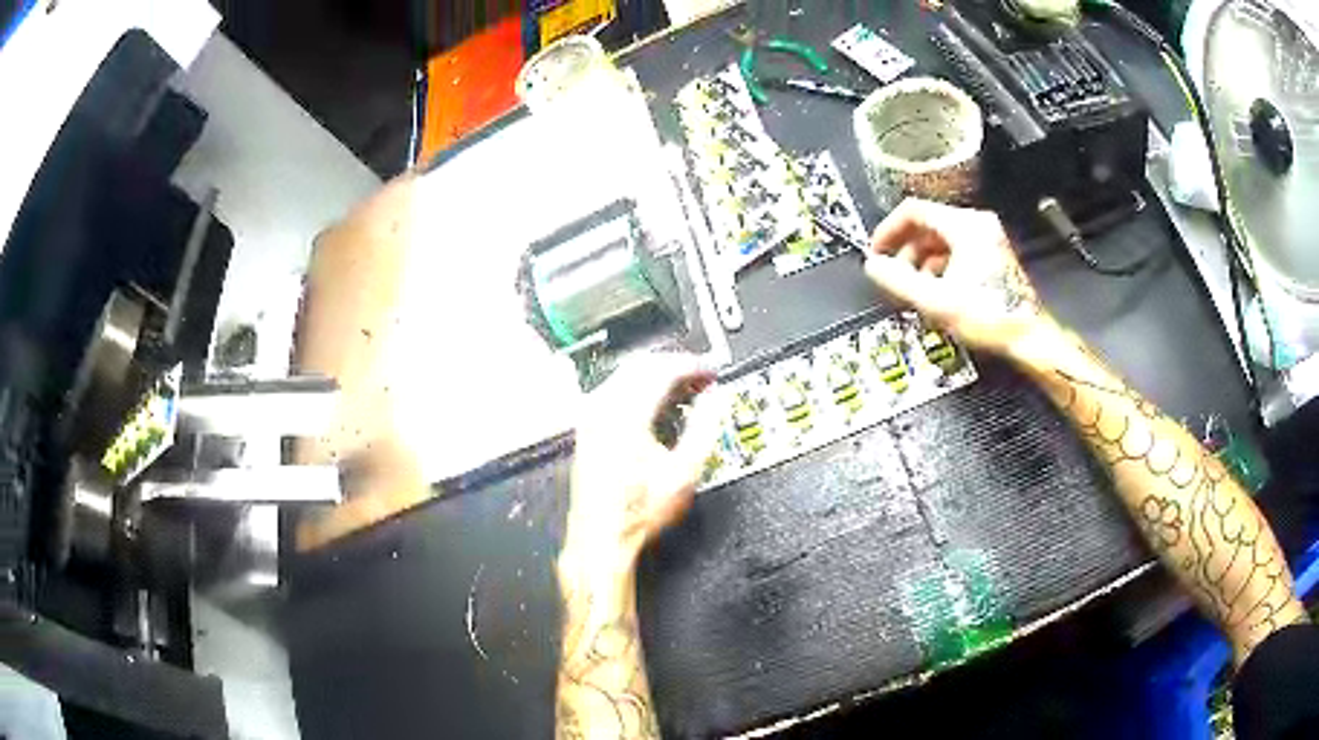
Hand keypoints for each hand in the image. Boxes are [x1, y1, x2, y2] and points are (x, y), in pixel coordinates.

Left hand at [561, 353, 722, 582]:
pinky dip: (640, 388)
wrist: (601, 537)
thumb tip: (714, 400)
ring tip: (685, 391)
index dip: (692, 365)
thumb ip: (704, 428)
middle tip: (701, 378)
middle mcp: (602, 408)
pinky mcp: (587, 427)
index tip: (712, 371)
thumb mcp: (685, 472)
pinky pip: (615, 390)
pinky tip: (657, 406)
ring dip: (657, 375)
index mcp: (625, 415)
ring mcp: (590, 417)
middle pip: (642, 365)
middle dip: (675, 365)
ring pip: (626, 375)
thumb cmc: (639, 512)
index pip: (662, 370)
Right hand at [864, 198, 1052, 355]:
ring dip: (921, 260)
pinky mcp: (993, 255)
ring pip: (941, 238)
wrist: (1029, 338)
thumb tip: (873, 267)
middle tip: (893, 274)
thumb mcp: (936, 300)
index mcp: (964, 225)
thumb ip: (898, 280)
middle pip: (927, 224)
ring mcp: (987, 238)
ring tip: (912, 286)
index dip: (888, 230)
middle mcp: (977, 224)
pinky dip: (939, 265)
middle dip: (905, 249)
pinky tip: (934, 290)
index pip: (913, 211)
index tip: (876, 252)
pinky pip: (956, 249)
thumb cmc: (989, 316)